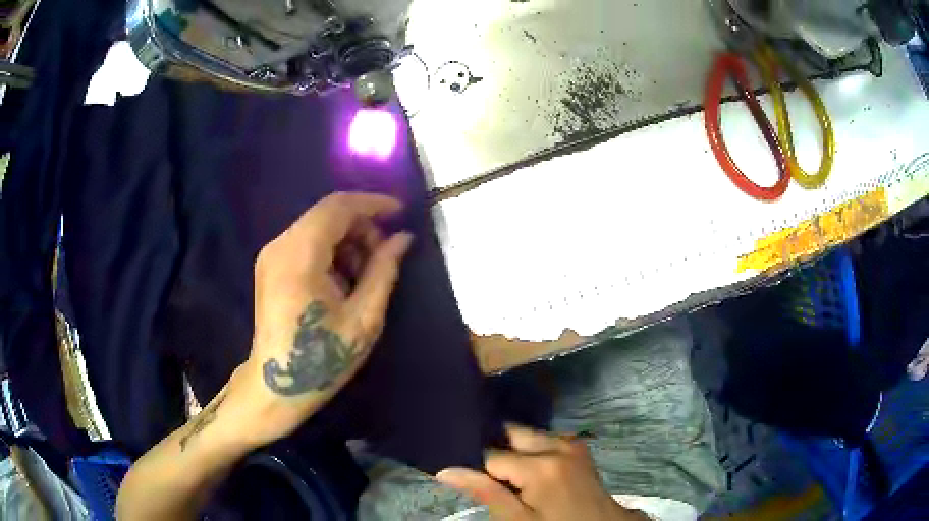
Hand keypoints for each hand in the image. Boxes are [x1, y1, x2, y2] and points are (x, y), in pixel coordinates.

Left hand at [224, 192, 412, 448]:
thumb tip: (403, 238)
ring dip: (348, 240)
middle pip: (327, 214)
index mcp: (300, 256)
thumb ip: (383, 271)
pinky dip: (331, 251)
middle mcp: (281, 245)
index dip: (373, 203)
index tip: (401, 212)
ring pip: (318, 226)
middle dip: (362, 226)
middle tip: (385, 256)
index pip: (338, 207)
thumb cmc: (322, 359)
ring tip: (365, 275)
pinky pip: (306, 242)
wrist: (276, 385)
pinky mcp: (270, 265)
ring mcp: (272, 254)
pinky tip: (343, 281)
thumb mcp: (363, 318)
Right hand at [437, 425, 646, 520]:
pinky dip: (528, 449)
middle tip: (486, 474)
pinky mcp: (577, 445)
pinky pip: (543, 439)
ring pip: (526, 434)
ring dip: (511, 449)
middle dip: (493, 449)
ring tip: (505, 474)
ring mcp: (571, 442)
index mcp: (541, 465)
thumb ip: (485, 492)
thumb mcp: (518, 519)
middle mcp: (557, 444)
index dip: (474, 466)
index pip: (490, 454)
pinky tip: (524, 469)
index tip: (463, 473)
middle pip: (509, 433)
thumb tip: (446, 470)